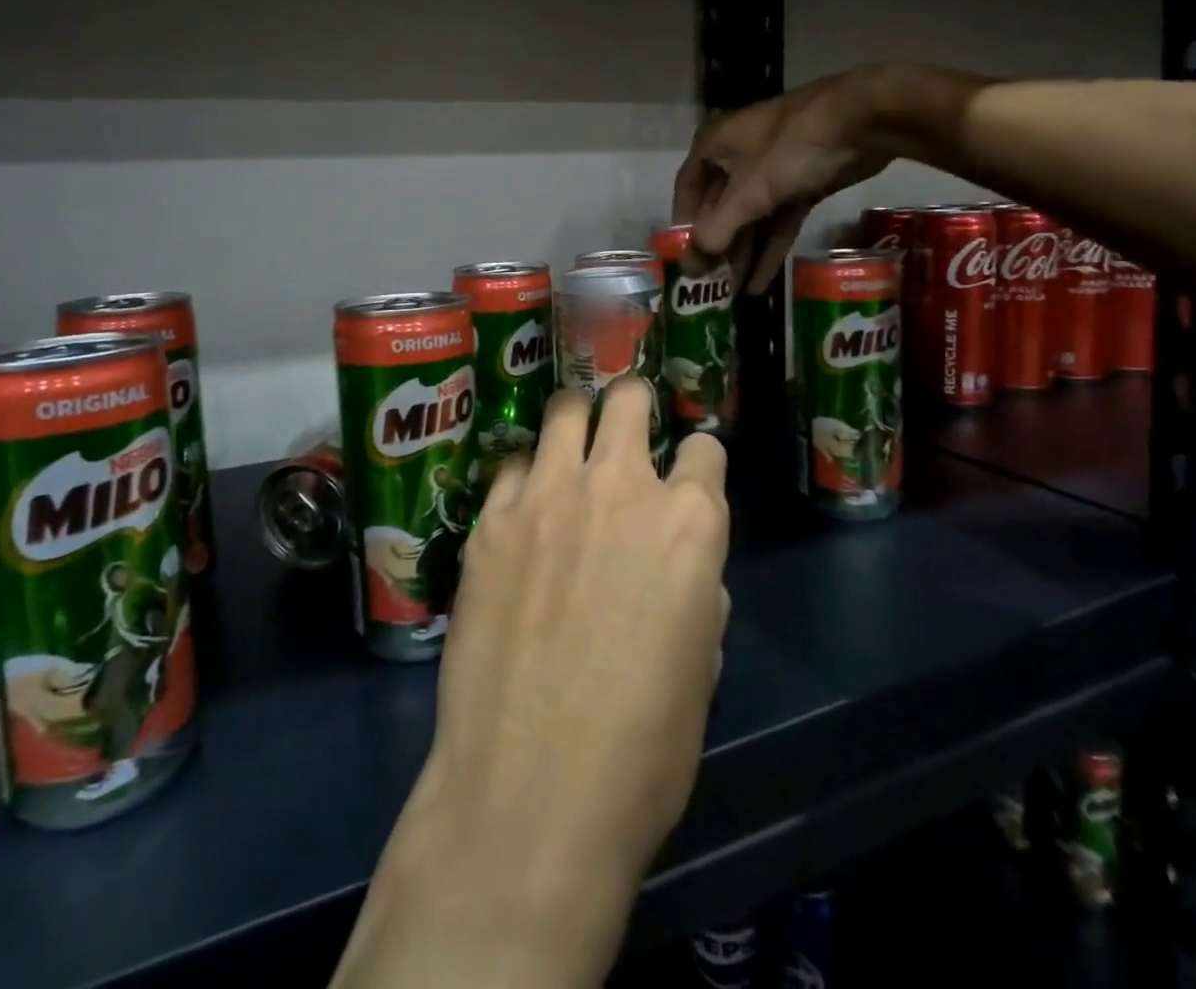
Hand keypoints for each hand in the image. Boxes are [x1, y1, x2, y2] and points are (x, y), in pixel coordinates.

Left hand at [332, 380, 730, 988]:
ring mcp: (547, 495)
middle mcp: (620, 487)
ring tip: (571, 447)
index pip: (705, 448)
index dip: (699, 462)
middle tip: (625, 429)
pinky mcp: (491, 519)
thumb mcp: (702, 664)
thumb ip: (698, 587)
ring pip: (565, 410)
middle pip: (629, 400)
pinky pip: (513, 465)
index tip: (688, 476)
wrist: (530, 794)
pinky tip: (524, 510)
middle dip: (634, 406)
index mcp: (689, 521)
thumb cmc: (642, 748)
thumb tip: (683, 567)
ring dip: (576, 422)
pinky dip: (527, 476)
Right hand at [674, 63, 986, 291]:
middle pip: (720, 207)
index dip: (684, 226)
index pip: (687, 191)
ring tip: (733, 292)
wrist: (864, 119)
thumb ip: (716, 234)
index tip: (685, 259)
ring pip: (751, 216)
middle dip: (718, 245)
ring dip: (744, 252)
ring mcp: (772, 168)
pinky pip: (778, 219)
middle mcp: (737, 154)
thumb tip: (689, 270)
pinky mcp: (802, 181)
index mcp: (714, 145)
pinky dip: (770, 247)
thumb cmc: (790, 150)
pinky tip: (762, 282)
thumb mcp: (748, 194)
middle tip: (712, 284)